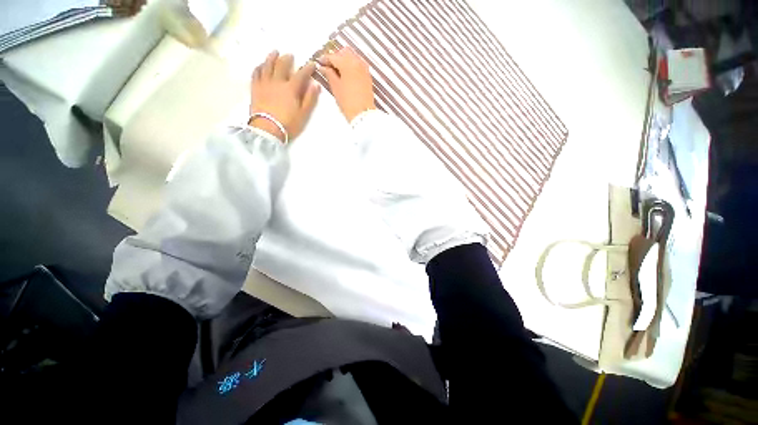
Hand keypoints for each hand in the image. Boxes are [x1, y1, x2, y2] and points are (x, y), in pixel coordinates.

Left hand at [249, 51, 320, 142]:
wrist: (267, 129)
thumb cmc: (288, 123)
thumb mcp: (303, 113)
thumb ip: (310, 98)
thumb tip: (316, 85)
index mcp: (291, 88)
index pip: (301, 74)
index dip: (308, 68)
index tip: (312, 64)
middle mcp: (277, 81)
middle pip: (282, 65)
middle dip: (287, 59)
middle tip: (290, 55)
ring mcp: (264, 83)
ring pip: (267, 65)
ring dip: (272, 57)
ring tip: (275, 52)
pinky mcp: (255, 88)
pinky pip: (256, 73)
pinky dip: (259, 67)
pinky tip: (261, 65)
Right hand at [318, 47, 375, 121]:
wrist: (363, 114)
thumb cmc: (347, 102)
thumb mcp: (335, 87)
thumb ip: (329, 74)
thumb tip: (323, 67)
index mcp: (347, 63)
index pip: (333, 56)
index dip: (325, 59)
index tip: (319, 63)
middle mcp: (357, 62)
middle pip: (345, 52)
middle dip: (336, 57)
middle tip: (329, 66)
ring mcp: (364, 68)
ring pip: (353, 57)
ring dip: (345, 60)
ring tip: (338, 71)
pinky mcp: (368, 76)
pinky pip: (359, 64)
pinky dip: (352, 66)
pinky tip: (347, 74)